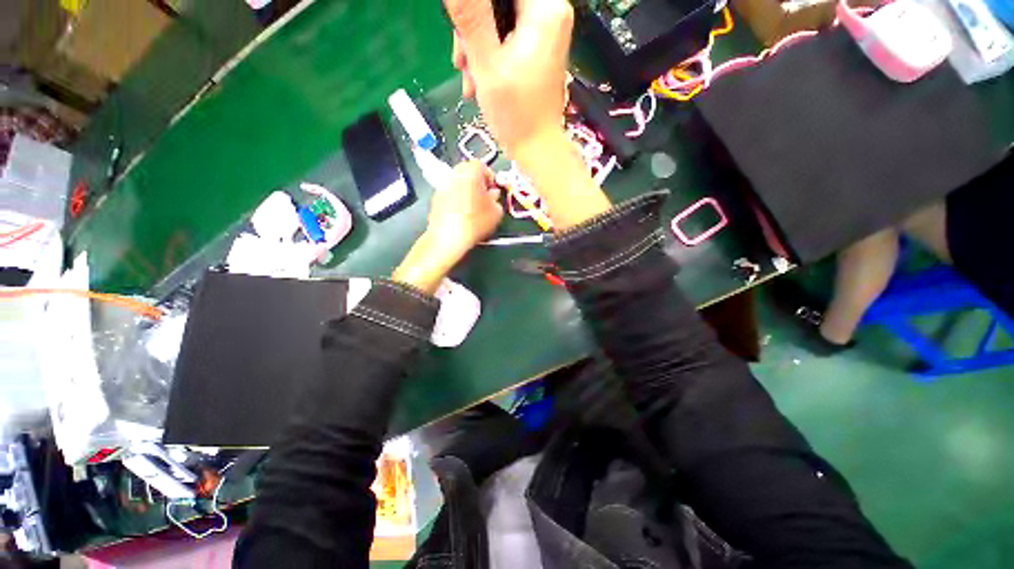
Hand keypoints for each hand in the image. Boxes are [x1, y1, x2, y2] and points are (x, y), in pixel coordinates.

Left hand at [392, 162, 501, 292]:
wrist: (448, 237)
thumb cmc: (475, 222)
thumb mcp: (496, 212)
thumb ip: (497, 199)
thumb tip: (493, 195)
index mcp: (471, 171)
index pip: (483, 166)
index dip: (490, 178)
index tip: (493, 191)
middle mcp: (454, 173)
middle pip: (468, 172)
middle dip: (478, 183)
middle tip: (485, 198)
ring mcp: (442, 185)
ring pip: (458, 182)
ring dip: (466, 190)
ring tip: (473, 207)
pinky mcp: (435, 198)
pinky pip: (450, 193)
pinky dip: (456, 199)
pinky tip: (461, 214)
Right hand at [446, 0, 572, 161]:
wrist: (536, 149)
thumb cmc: (516, 114)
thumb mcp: (487, 63)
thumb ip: (470, 16)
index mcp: (544, 9)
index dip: (474, 8)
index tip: (460, 29)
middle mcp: (550, 13)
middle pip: (497, 3)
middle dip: (472, 29)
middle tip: (462, 60)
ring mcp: (544, 32)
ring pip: (498, 20)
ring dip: (477, 47)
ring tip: (471, 78)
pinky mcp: (537, 49)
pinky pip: (505, 38)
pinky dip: (489, 56)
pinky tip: (480, 79)